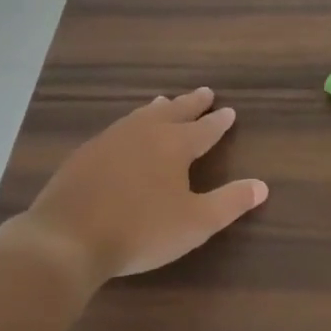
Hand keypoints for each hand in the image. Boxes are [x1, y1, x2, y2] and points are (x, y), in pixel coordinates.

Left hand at [10, 87, 268, 284]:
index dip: (219, 122)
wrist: (67, 238)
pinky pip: (117, 129)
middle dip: (192, 104)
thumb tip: (262, 185)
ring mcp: (110, 140)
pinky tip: (124, 133)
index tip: (230, 111)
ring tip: (164, 101)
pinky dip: (130, 124)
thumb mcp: (196, 223)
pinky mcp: (85, 154)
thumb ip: (230, 202)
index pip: (205, 129)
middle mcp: (144, 133)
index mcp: (174, 145)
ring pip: (141, 116)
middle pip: (173, 112)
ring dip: (158, 108)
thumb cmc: (141, 230)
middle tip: (205, 92)